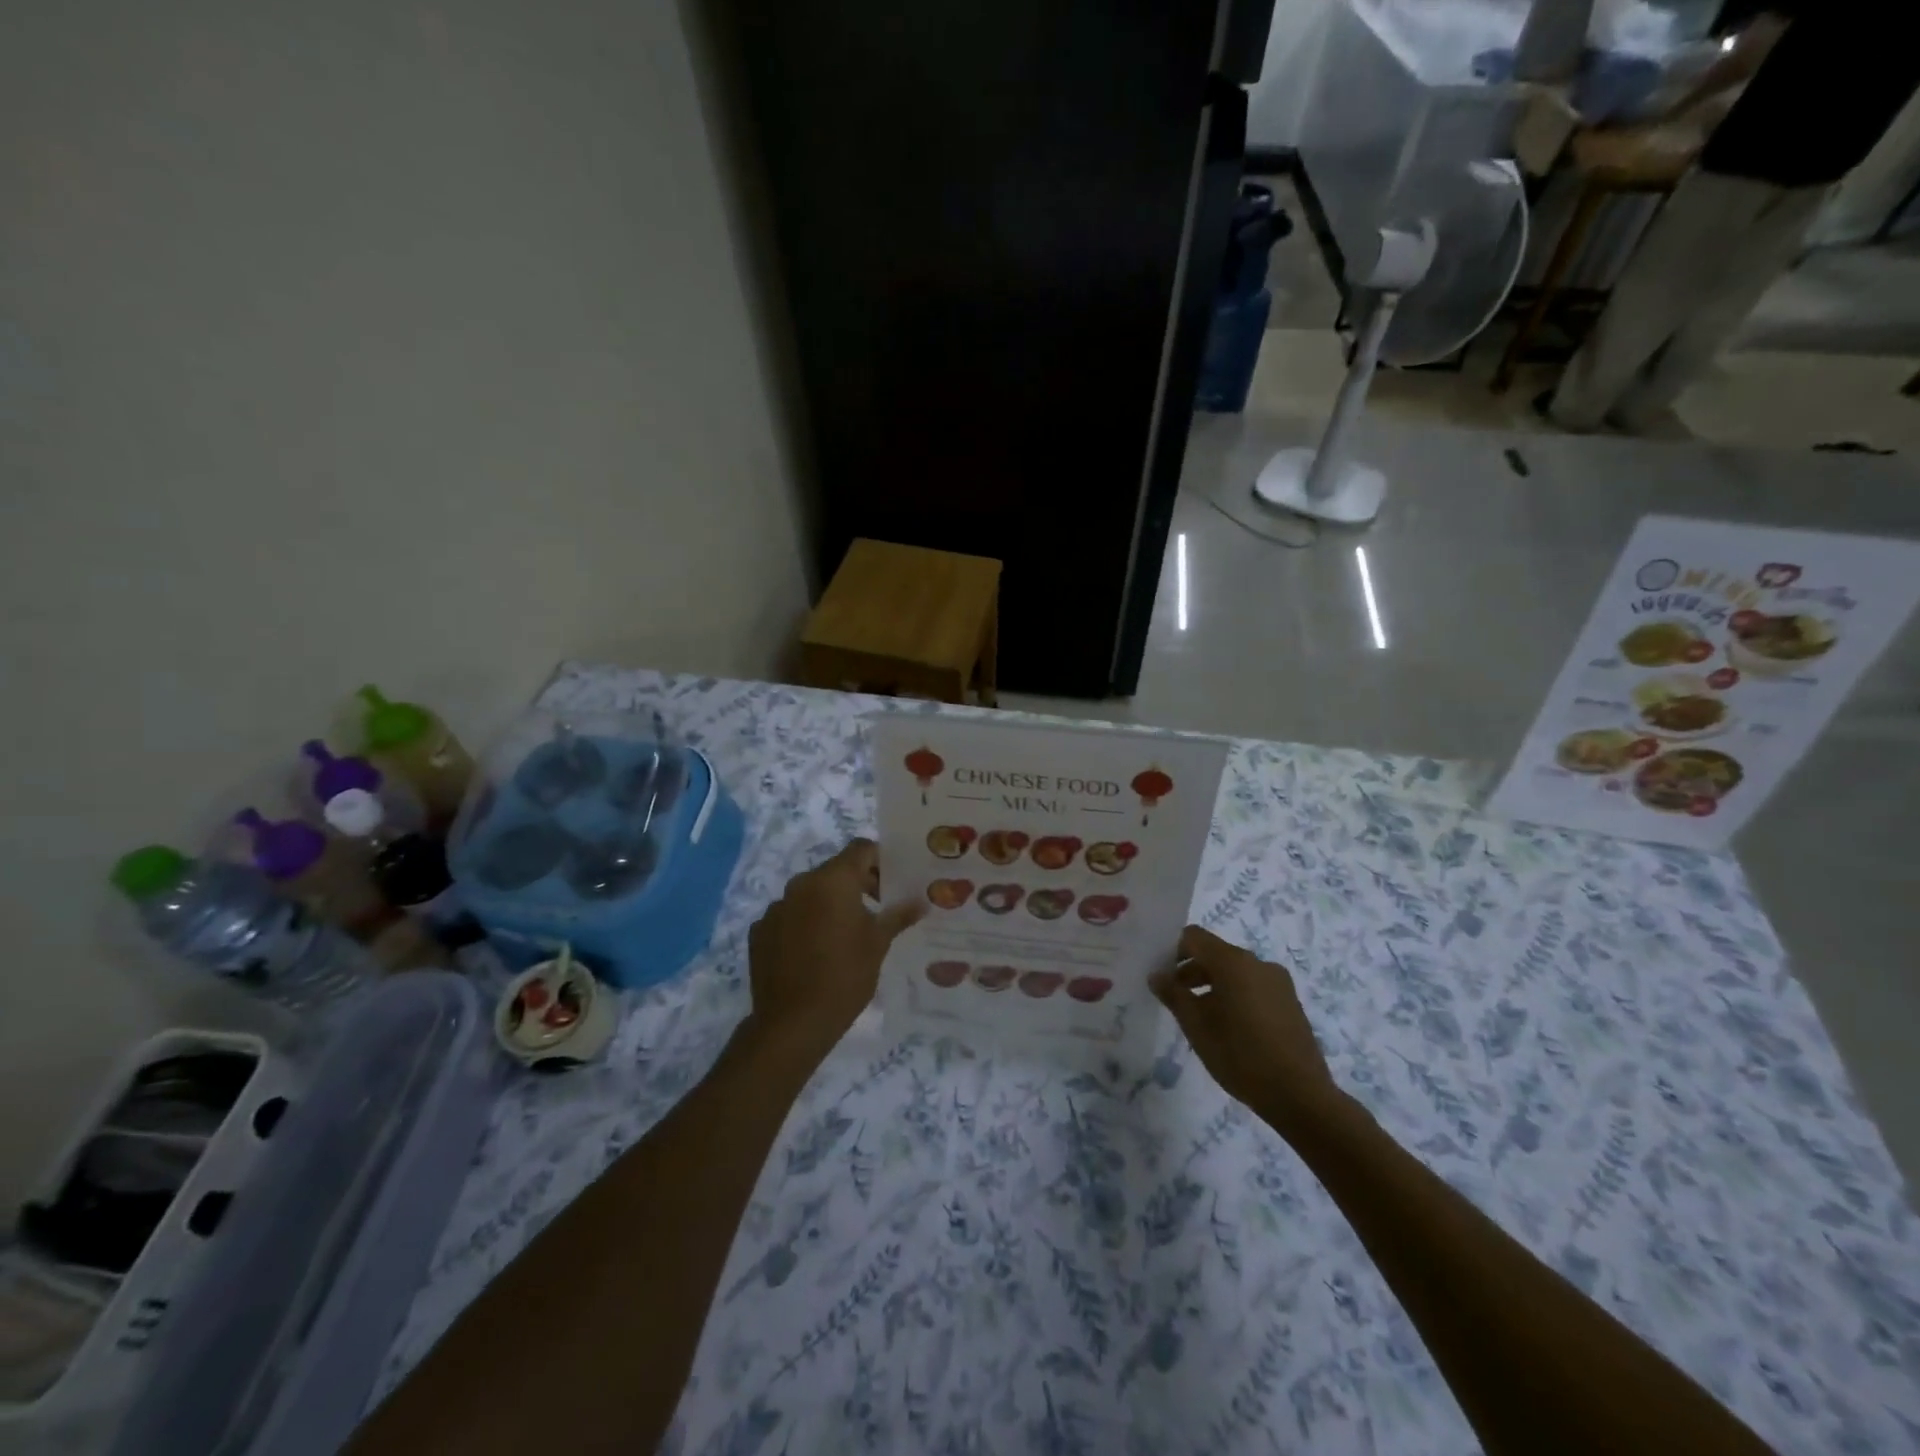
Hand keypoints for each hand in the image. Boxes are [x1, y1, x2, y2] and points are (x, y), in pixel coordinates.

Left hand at [745, 839, 921, 1062]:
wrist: (793, 1022)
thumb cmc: (845, 976)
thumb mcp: (878, 944)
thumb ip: (898, 915)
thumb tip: (920, 901)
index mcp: (833, 880)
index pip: (861, 849)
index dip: (880, 860)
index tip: (892, 883)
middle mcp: (801, 884)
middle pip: (835, 870)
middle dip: (857, 884)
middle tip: (877, 909)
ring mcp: (776, 907)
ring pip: (810, 893)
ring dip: (828, 904)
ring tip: (844, 935)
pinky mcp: (760, 930)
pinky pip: (789, 916)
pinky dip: (803, 924)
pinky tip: (813, 952)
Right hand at [1150, 925, 1342, 1134]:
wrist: (1300, 1095)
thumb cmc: (1240, 1055)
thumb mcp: (1196, 1026)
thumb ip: (1173, 994)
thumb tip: (1156, 975)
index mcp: (1233, 962)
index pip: (1194, 937)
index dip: (1172, 950)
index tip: (1161, 975)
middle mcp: (1258, 963)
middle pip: (1215, 954)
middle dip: (1191, 971)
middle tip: (1174, 999)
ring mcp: (1278, 982)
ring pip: (1235, 972)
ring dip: (1213, 985)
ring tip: (1200, 1017)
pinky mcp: (1290, 1002)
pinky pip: (1254, 987)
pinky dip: (1235, 995)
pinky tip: (1230, 1028)